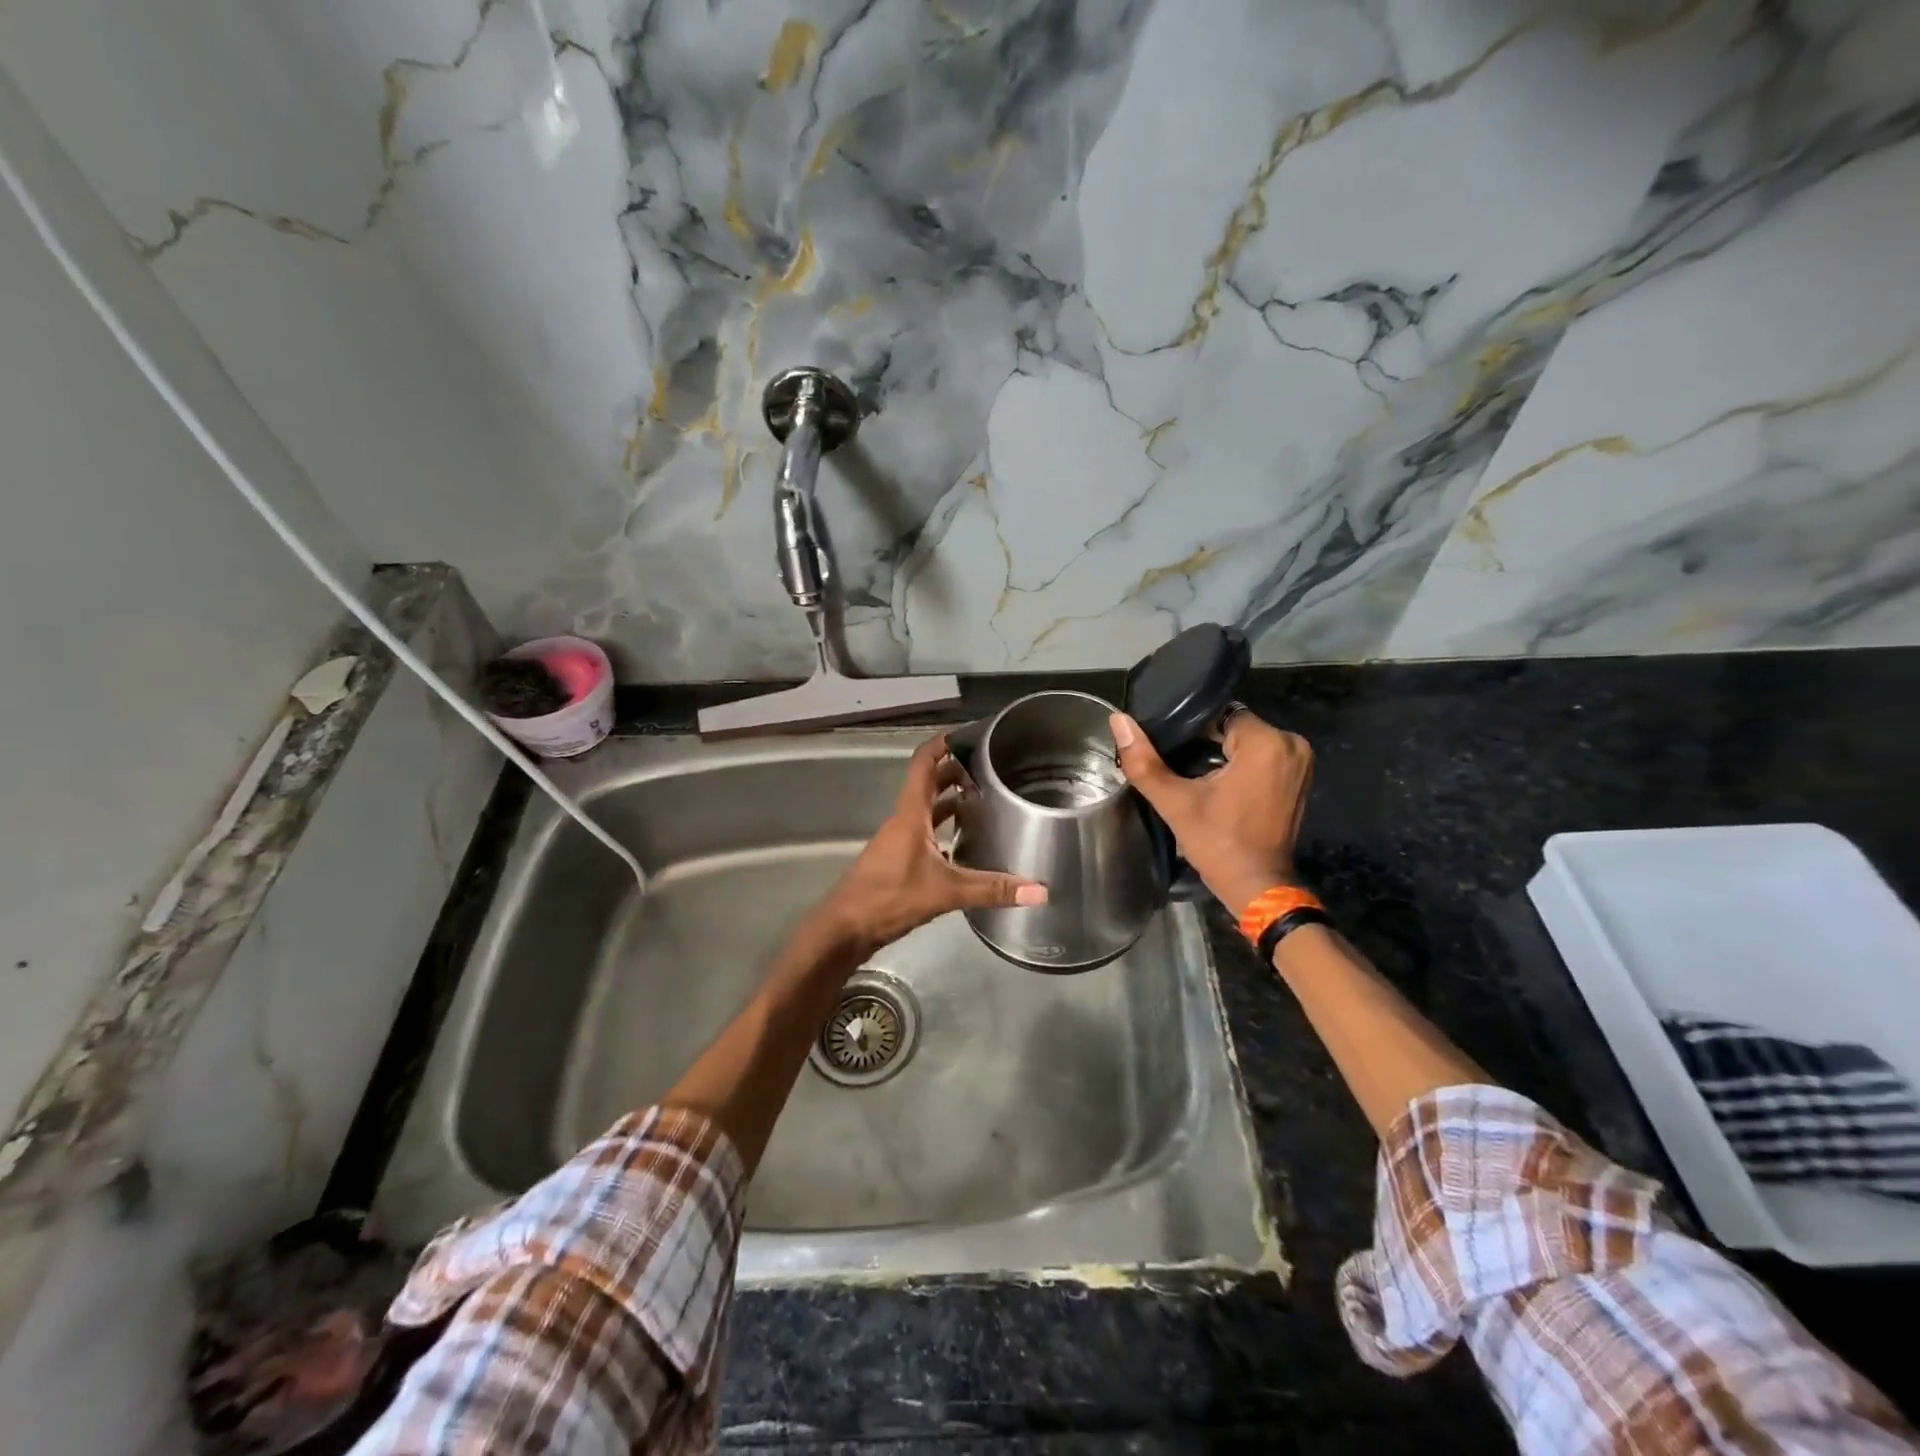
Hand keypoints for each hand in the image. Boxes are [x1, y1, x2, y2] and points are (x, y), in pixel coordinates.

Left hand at [814, 733, 1046, 957]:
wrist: (846, 928)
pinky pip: (925, 830)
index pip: (924, 763)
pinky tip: (966, 840)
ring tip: (984, 798)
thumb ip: (991, 889)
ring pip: (927, 807)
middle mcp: (904, 819)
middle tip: (991, 768)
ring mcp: (899, 838)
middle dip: (956, 771)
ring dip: (951, 799)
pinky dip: (944, 826)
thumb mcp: (945, 892)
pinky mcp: (899, 857)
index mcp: (910, 813)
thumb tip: (1040, 890)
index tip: (971, 735)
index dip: (943, 743)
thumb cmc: (889, 898)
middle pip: (929, 783)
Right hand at [1109, 708, 1312, 918]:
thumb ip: (1143, 760)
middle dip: (1208, 743)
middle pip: (1234, 727)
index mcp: (1265, 742)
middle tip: (1183, 769)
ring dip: (1224, 755)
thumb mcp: (1175, 802)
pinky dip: (1242, 766)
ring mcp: (1301, 761)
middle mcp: (1291, 744)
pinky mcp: (1301, 777)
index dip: (1192, 731)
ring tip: (1198, 779)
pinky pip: (1264, 756)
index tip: (1174, 752)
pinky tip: (1221, 787)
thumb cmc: (1217, 843)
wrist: (1256, 886)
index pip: (1219, 714)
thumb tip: (1118, 720)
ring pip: (1248, 741)